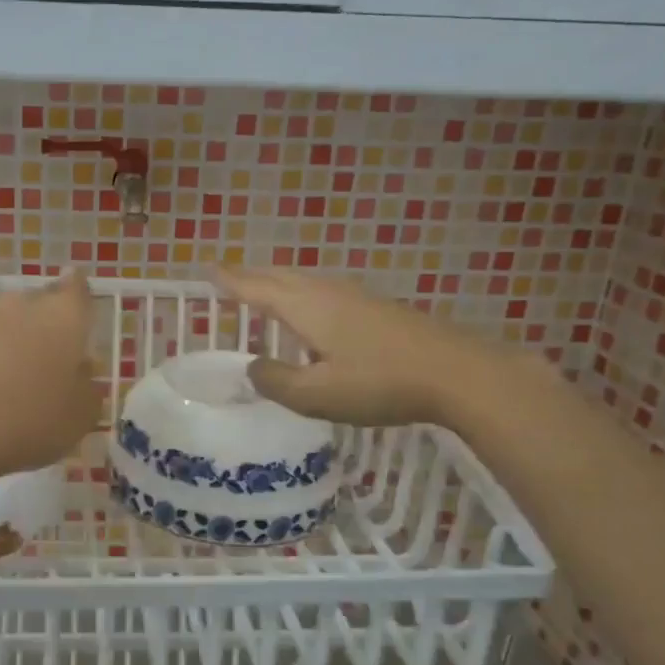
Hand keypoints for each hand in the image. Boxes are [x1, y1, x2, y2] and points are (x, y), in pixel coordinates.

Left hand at [0, 272, 99, 481]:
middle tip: (57, 356)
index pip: (77, 287)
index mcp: (65, 314)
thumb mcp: (82, 415)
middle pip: (42, 303)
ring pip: (11, 322)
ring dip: (19, 342)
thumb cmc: (33, 418)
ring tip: (24, 377)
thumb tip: (80, 371)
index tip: (81, 308)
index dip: (80, 295)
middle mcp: (25, 305)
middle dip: (50, 323)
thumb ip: (87, 387)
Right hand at [213, 265, 512, 426]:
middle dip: (251, 275)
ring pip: (304, 281)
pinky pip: (323, 291)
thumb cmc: (380, 383)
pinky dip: (301, 293)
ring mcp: (355, 296)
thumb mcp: (317, 395)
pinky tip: (310, 312)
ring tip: (262, 290)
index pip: (256, 288)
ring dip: (277, 282)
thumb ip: (276, 381)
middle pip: (280, 276)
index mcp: (305, 307)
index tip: (206, 269)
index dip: (230, 281)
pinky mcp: (376, 308)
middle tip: (228, 278)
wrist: (458, 373)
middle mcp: (326, 292)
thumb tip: (253, 366)